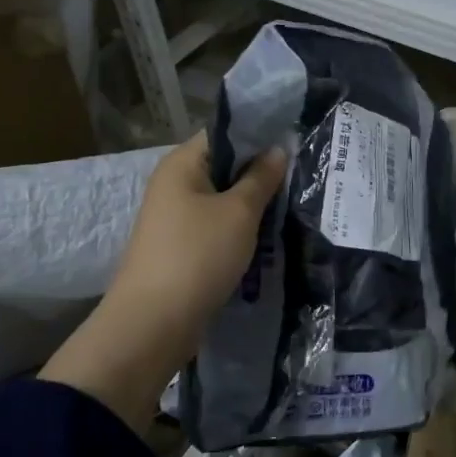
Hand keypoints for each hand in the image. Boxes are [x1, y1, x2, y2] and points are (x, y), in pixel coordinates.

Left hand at [41, 133, 285, 424]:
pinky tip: (269, 235)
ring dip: (253, 204)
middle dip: (260, 172)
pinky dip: (241, 228)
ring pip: (224, 199)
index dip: (258, 134)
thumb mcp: (239, 212)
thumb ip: (261, 178)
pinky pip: (217, 226)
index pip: (224, 133)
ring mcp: (176, 218)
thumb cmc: (198, 255)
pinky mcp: (182, 247)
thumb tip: (278, 149)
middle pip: (225, 166)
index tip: (295, 142)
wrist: (154, 323)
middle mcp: (174, 184)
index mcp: (182, 164)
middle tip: (301, 175)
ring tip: (292, 204)